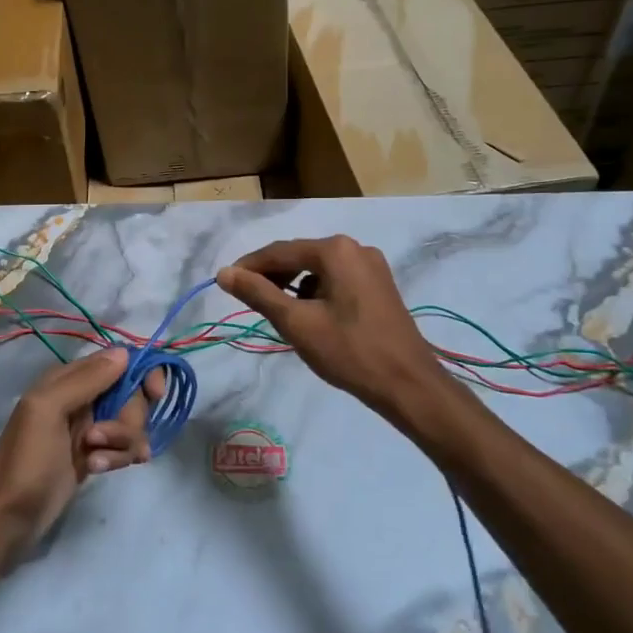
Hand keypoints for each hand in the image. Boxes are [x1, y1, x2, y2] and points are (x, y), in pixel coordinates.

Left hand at [0, 347, 163, 553]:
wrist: (6, 518)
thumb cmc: (24, 460)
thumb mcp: (47, 410)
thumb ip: (85, 380)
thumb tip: (125, 353)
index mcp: (68, 379)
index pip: (119, 361)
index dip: (142, 373)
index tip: (155, 394)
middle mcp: (82, 398)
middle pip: (131, 395)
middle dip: (127, 418)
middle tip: (101, 438)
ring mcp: (89, 429)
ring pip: (130, 424)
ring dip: (122, 442)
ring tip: (96, 461)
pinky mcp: (94, 455)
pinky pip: (123, 447)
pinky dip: (118, 457)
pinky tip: (100, 470)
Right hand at [217, 236, 446, 420]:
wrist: (408, 385)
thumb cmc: (349, 352)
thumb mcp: (297, 323)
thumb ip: (258, 294)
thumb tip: (224, 273)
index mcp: (335, 250)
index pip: (278, 251)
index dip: (248, 267)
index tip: (225, 284)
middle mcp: (355, 248)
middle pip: (299, 256)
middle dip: (272, 277)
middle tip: (249, 301)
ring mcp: (371, 266)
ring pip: (318, 269)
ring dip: (294, 286)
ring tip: (278, 313)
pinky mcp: (379, 285)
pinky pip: (336, 279)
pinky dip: (317, 292)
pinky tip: (310, 317)